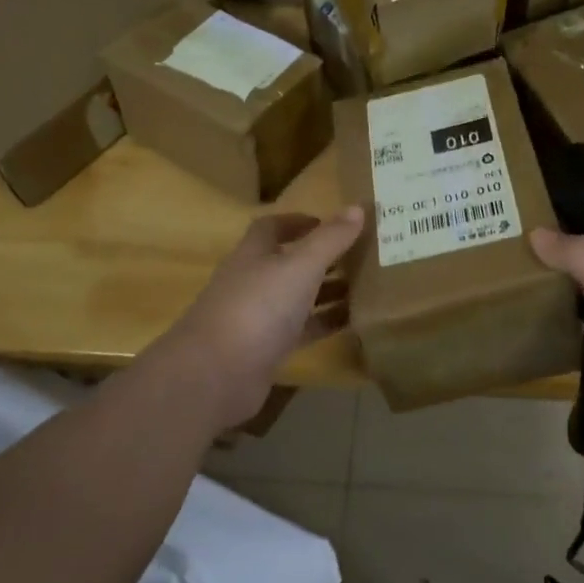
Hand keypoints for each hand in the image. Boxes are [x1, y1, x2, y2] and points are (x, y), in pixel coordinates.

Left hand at [159, 208, 364, 430]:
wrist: (216, 375)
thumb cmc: (258, 308)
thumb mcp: (300, 266)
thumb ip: (330, 239)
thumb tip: (357, 207)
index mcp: (253, 254)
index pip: (271, 228)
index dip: (298, 221)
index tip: (330, 223)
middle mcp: (253, 282)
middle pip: (288, 262)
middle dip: (321, 257)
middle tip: (360, 254)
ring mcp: (258, 318)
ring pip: (297, 297)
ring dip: (326, 290)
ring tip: (367, 286)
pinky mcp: (266, 351)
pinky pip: (302, 330)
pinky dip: (325, 323)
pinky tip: (355, 321)